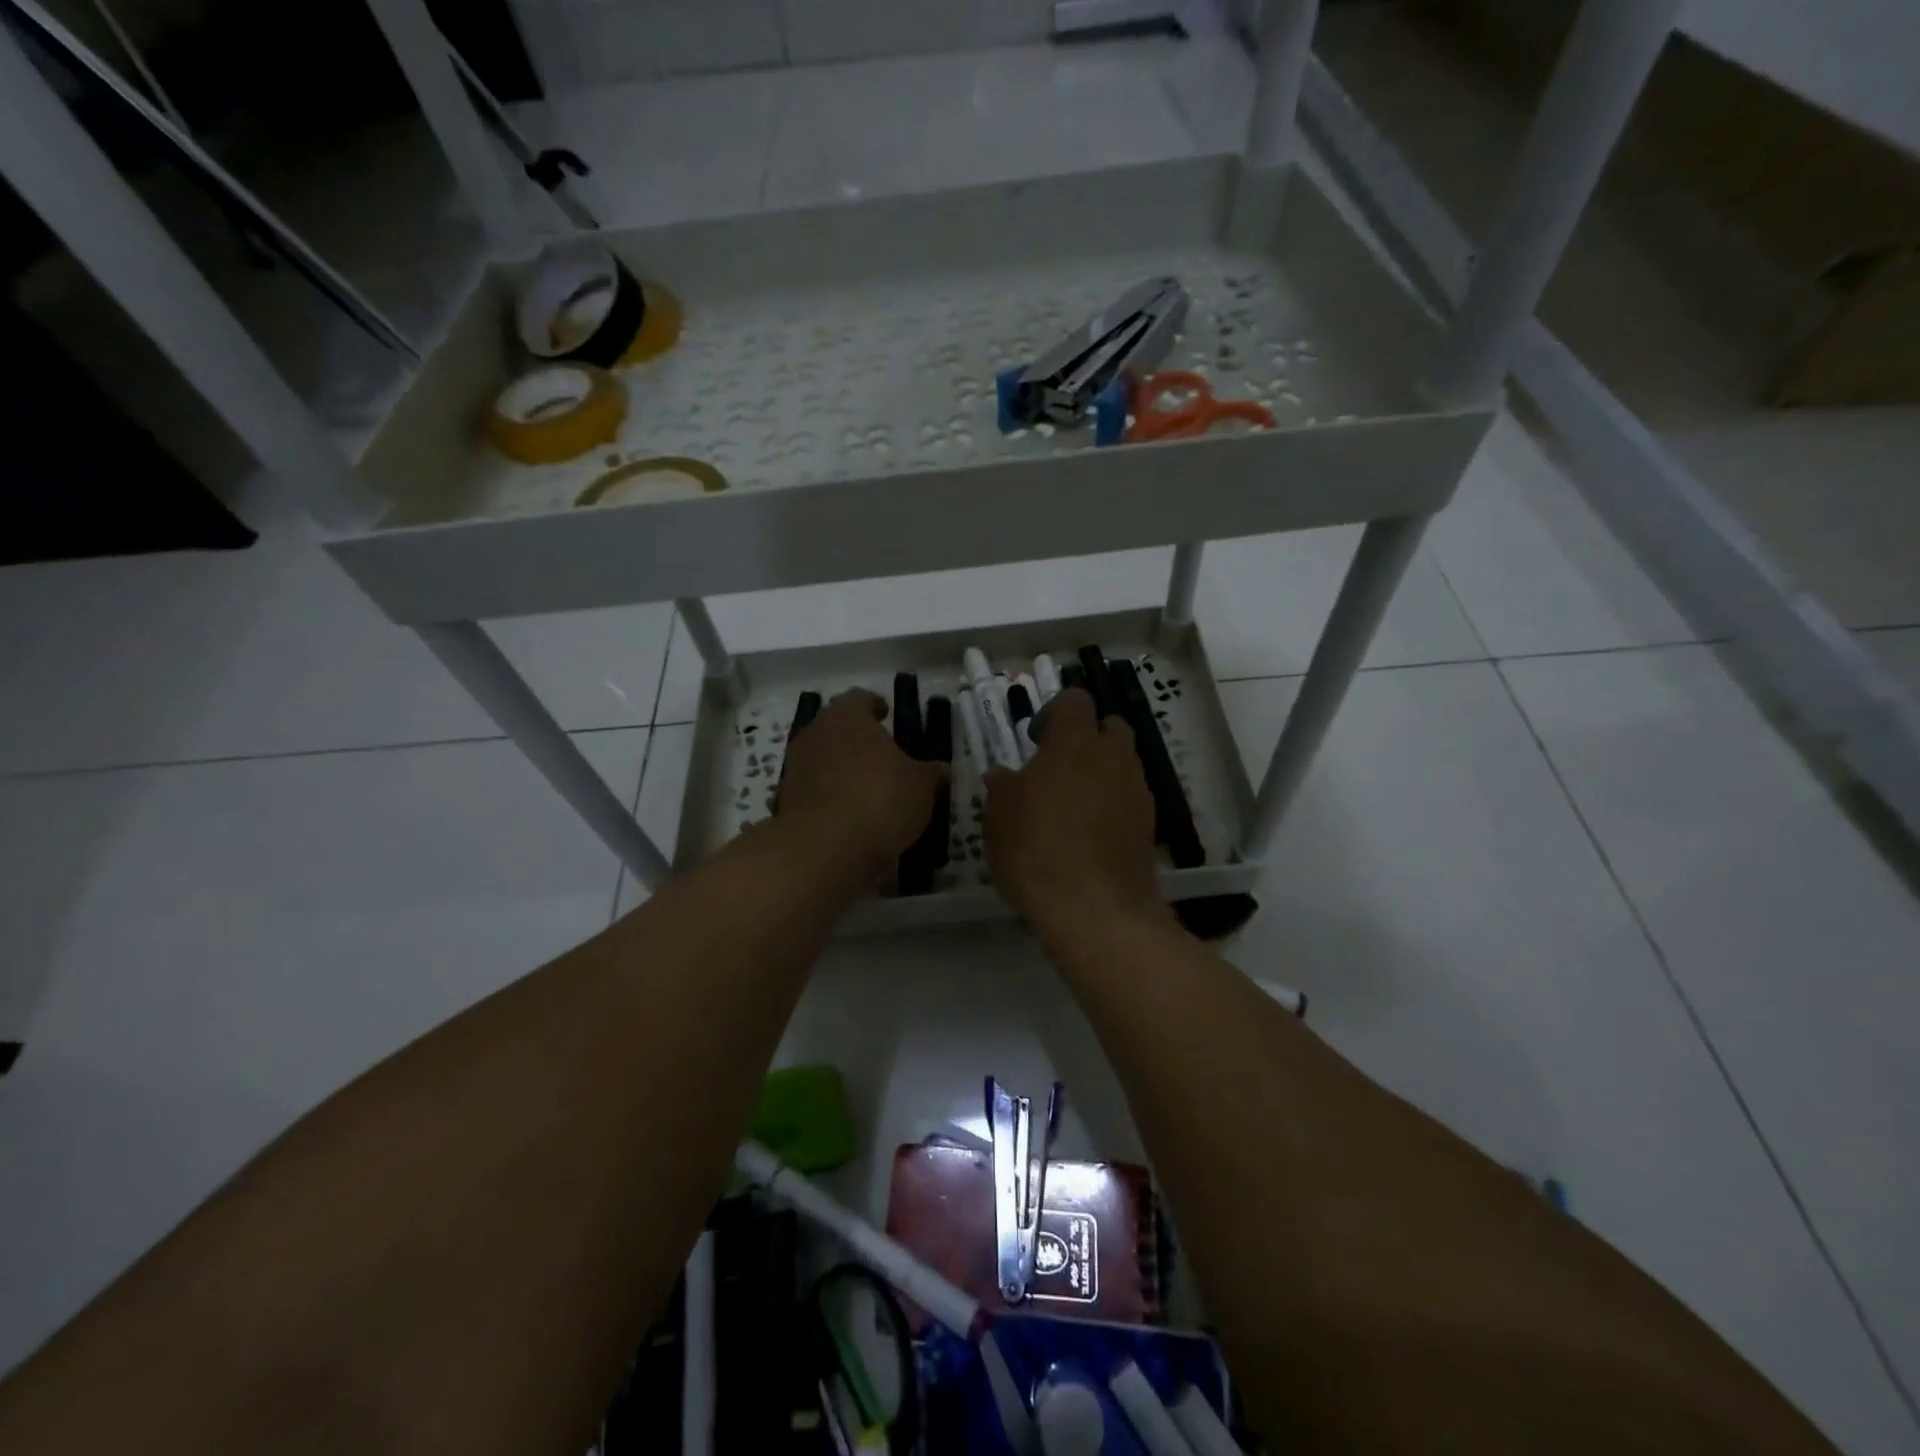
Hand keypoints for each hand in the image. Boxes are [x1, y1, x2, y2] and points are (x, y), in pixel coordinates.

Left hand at [777, 690, 946, 874]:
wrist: (825, 849)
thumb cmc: (880, 799)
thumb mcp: (921, 786)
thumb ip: (932, 773)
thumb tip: (943, 769)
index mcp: (847, 716)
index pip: (860, 698)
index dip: (875, 705)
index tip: (887, 715)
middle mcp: (815, 733)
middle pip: (836, 727)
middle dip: (857, 738)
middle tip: (881, 753)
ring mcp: (795, 768)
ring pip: (822, 759)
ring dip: (841, 769)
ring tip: (867, 788)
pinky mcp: (785, 801)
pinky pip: (813, 792)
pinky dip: (828, 798)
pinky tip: (849, 816)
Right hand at [983, 688, 1163, 929]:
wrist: (1095, 910)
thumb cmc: (1036, 852)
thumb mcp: (999, 818)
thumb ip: (1003, 788)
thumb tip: (1003, 776)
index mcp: (1074, 742)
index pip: (1074, 700)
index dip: (1054, 713)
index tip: (1035, 742)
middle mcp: (1113, 756)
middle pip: (1108, 726)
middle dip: (1086, 738)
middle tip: (1057, 769)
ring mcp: (1137, 790)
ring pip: (1122, 763)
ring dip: (1101, 772)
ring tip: (1073, 807)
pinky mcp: (1150, 823)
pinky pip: (1130, 797)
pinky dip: (1113, 803)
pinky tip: (1092, 835)